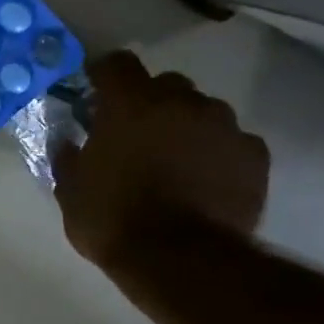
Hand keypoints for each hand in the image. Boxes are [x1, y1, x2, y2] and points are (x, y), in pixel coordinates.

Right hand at [53, 52, 268, 272]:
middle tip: (135, 135)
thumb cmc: (112, 219)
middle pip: (165, 85)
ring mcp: (224, 125)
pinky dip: (217, 153)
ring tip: (174, 162)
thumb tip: (68, 142)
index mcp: (129, 103)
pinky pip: (231, 142)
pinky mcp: (254, 155)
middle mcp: (181, 102)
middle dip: (149, 103)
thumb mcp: (70, 191)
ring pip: (202, 112)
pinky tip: (204, 180)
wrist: (179, 259)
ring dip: (185, 127)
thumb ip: (69, 157)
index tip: (95, 93)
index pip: (116, 64)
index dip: (104, 75)